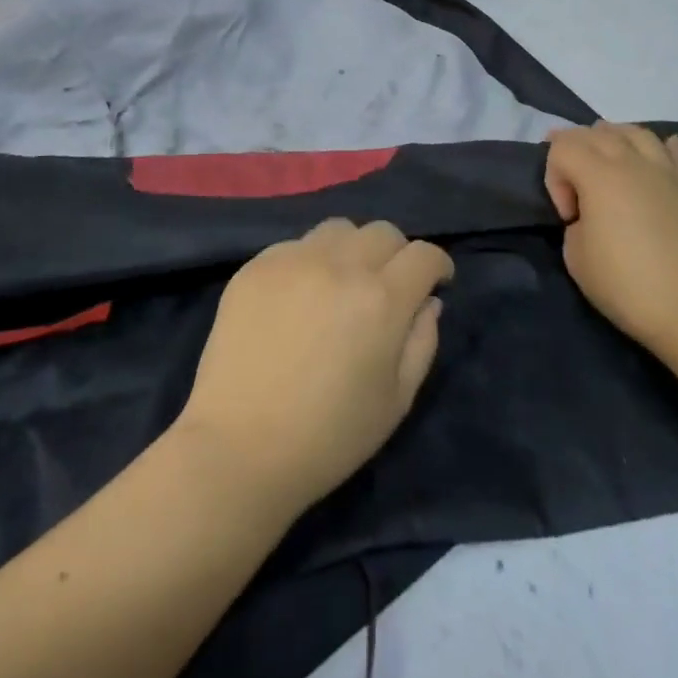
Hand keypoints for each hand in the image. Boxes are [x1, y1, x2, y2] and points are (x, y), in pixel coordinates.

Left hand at [172, 219, 453, 517]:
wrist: (239, 447)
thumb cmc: (329, 437)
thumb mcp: (396, 401)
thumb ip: (422, 341)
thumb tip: (428, 301)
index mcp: (381, 299)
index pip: (423, 254)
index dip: (437, 265)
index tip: (436, 281)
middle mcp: (339, 265)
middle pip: (383, 232)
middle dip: (397, 254)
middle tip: (389, 286)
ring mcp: (293, 260)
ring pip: (338, 229)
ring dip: (353, 249)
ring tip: (342, 283)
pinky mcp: (256, 266)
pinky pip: (296, 245)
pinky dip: (310, 261)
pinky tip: (299, 297)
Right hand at [544, 122, 677, 358]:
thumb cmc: (627, 285)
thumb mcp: (576, 256)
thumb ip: (576, 222)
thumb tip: (592, 215)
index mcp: (599, 175)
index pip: (562, 147)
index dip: (554, 176)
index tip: (567, 216)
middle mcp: (633, 162)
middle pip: (595, 132)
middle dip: (575, 149)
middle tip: (573, 184)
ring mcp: (667, 172)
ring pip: (636, 132)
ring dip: (614, 139)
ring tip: (608, 162)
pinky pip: (676, 152)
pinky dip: (660, 147)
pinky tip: (657, 154)